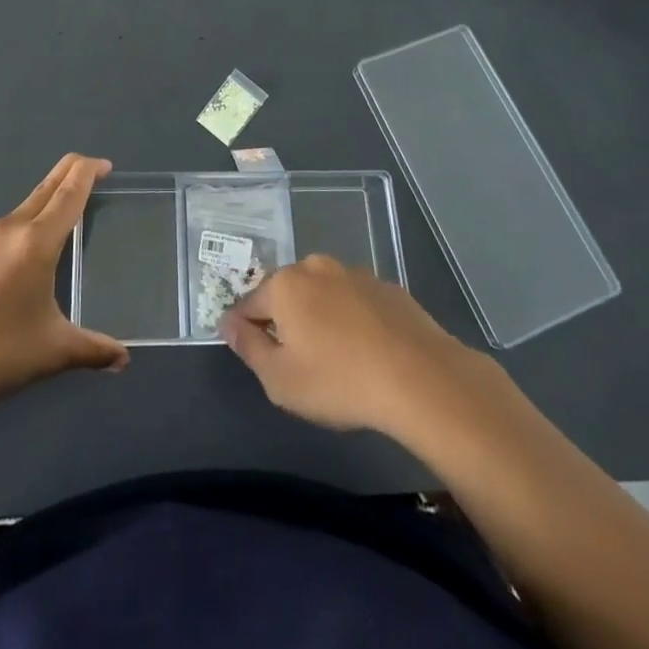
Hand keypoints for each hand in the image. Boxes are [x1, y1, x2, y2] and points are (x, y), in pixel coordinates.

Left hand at [0, 154, 126, 426]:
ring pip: (26, 206)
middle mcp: (10, 229)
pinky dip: (30, 223)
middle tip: (96, 174)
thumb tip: (123, 359)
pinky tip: (33, 252)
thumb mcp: (52, 352)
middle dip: (72, 173)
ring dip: (50, 200)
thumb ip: (93, 349)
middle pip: (47, 187)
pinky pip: (9, 227)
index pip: (69, 191)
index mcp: (36, 241)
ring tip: (70, 217)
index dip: (89, 171)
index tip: (106, 165)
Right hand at [219, 254, 496, 437]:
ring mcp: (354, 273)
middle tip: (300, 365)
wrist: (420, 377)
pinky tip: (367, 352)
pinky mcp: (386, 286)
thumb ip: (247, 347)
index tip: (260, 360)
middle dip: (286, 323)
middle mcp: (315, 267)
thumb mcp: (279, 379)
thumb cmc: (338, 381)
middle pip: (286, 295)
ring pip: (322, 295)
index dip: (247, 333)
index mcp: (284, 284)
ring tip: (337, 361)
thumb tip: (227, 322)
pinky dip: (352, 320)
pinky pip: (354, 302)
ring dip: (320, 319)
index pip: (248, 305)